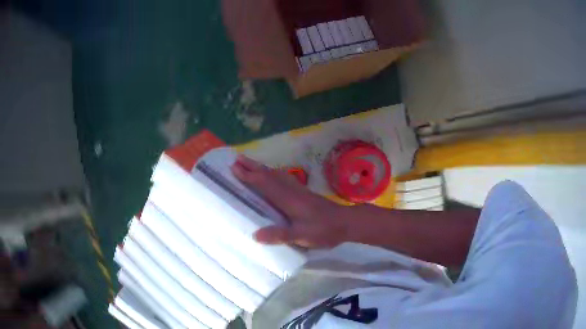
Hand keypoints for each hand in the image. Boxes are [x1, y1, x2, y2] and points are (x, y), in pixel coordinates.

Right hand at [231, 155, 346, 247]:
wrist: (346, 222)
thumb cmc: (324, 230)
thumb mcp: (302, 235)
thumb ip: (280, 235)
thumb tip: (255, 234)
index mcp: (288, 199)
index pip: (264, 184)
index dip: (249, 176)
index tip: (234, 167)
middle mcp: (291, 191)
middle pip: (269, 175)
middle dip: (252, 167)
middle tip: (237, 159)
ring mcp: (299, 191)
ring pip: (276, 175)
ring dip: (262, 168)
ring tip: (250, 164)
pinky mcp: (304, 193)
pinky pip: (283, 179)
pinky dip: (273, 174)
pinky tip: (274, 176)